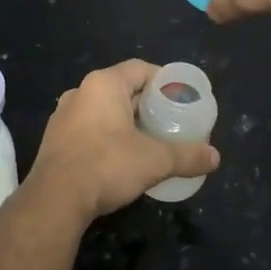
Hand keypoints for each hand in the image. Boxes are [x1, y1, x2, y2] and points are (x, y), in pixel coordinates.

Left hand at [29, 60, 220, 221]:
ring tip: (150, 140)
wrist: (55, 199)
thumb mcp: (155, 160)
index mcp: (103, 84)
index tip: (181, 98)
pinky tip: (122, 158)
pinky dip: (108, 137)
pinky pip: (89, 129)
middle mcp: (80, 92)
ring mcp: (63, 116)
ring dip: (126, 122)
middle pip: (122, 89)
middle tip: (171, 121)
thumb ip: (187, 155)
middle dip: (147, 104)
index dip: (163, 81)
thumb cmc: (107, 165)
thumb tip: (215, 157)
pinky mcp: (55, 140)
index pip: (140, 69)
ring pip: (104, 110)